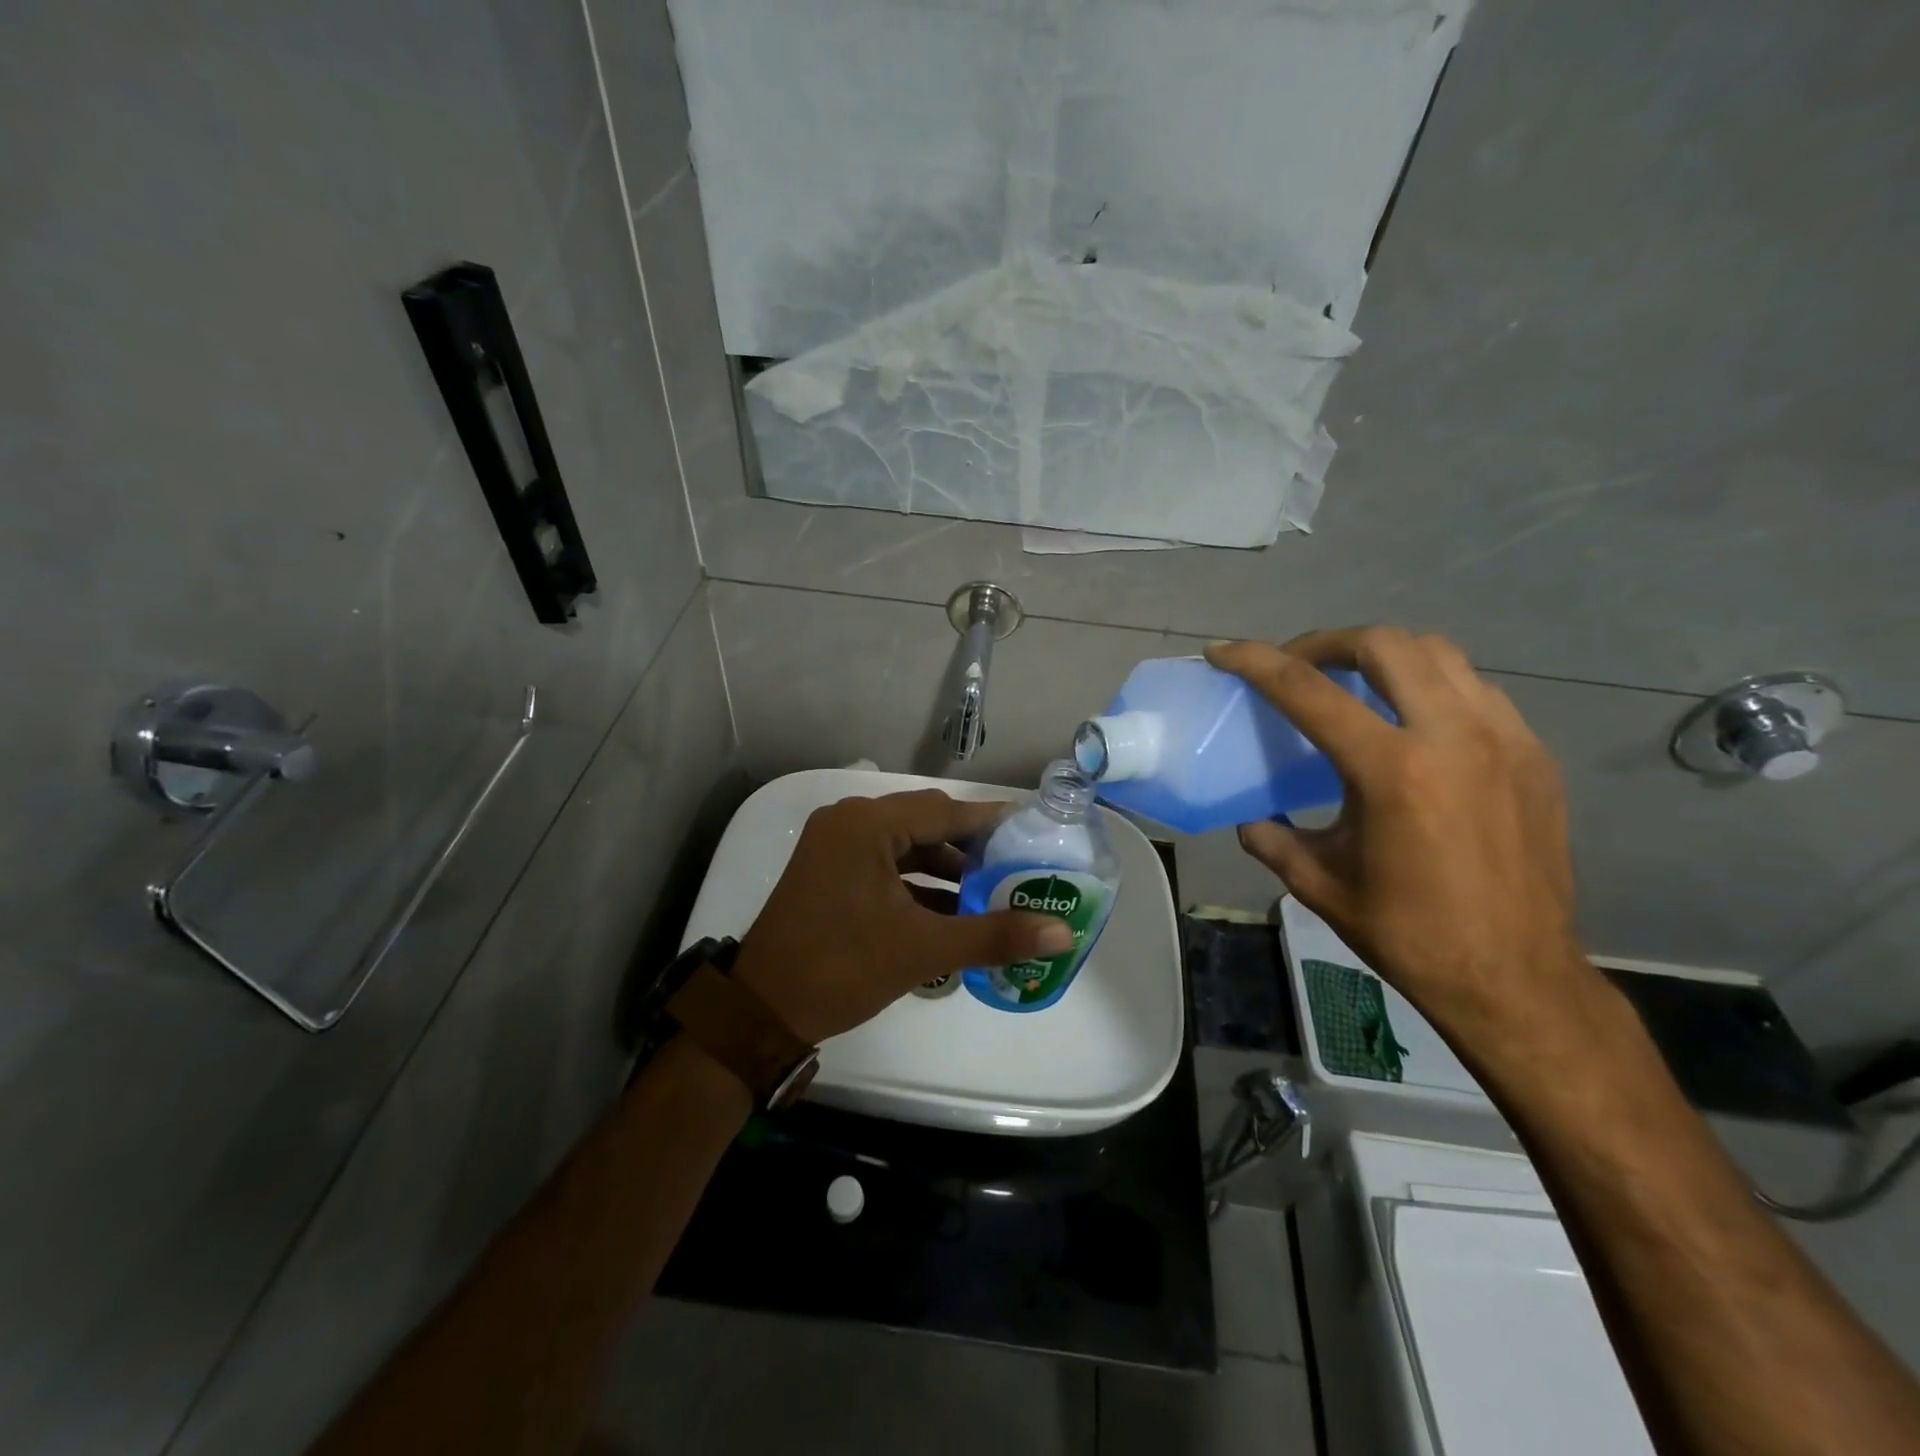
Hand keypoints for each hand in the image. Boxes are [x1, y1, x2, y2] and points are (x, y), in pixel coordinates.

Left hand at [729, 789, 1076, 1043]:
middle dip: (971, 847)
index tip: (1034, 834)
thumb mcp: (922, 950)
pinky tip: (952, 910)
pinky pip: (886, 864)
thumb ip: (994, 935)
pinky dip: (918, 883)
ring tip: (992, 891)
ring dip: (946, 867)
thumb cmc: (841, 968)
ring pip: (906, 845)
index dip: (992, 823)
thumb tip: (1063, 933)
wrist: (762, 1011)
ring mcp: (835, 846)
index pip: (945, 811)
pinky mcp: (830, 871)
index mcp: (866, 825)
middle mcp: (849, 822)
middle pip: (926, 822)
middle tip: (1017, 867)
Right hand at [1206, 628, 1592, 1050]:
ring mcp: (1504, 740)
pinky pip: (1475, 689)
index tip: (1222, 651)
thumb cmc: (1410, 934)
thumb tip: (1252, 819)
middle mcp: (1452, 737)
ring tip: (1353, 685)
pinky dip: (1430, 687)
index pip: (1308, 691)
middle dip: (1326, 643)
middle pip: (1384, 644)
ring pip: (1438, 654)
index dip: (1256, 662)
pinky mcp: (1533, 755)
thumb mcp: (1319, 884)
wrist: (1515, 978)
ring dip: (1383, 657)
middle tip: (1297, 666)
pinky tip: (1411, 724)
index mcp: (1391, 771)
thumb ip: (1273, 838)